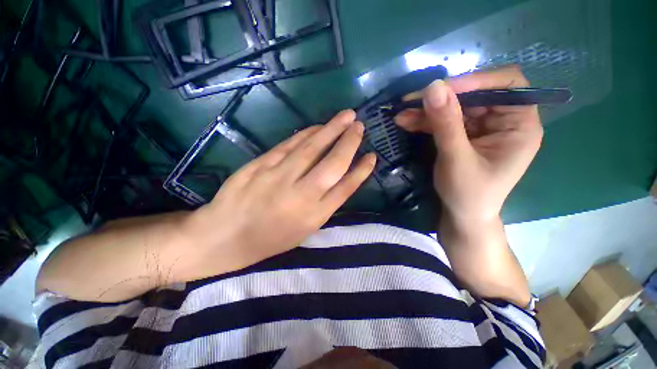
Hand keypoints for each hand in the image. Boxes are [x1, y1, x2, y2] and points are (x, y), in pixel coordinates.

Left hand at [183, 110, 375, 275]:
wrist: (225, 236)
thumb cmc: (270, 239)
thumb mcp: (304, 230)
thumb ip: (324, 204)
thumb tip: (340, 178)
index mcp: (314, 216)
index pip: (346, 187)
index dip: (361, 171)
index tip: (373, 156)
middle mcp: (301, 195)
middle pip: (332, 163)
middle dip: (350, 142)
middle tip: (360, 126)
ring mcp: (279, 177)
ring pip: (312, 148)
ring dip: (331, 130)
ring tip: (346, 117)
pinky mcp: (261, 165)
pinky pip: (289, 145)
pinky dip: (306, 133)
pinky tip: (318, 127)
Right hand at [395, 65, 542, 222]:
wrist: (462, 215)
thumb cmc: (468, 194)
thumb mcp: (456, 159)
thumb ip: (446, 124)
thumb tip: (432, 87)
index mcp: (520, 125)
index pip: (507, 85)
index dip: (476, 81)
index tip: (441, 90)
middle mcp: (503, 121)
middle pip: (474, 95)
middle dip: (440, 98)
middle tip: (410, 101)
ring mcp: (482, 128)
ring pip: (454, 108)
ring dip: (427, 110)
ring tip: (401, 114)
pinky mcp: (464, 135)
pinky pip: (444, 121)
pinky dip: (425, 121)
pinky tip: (406, 122)